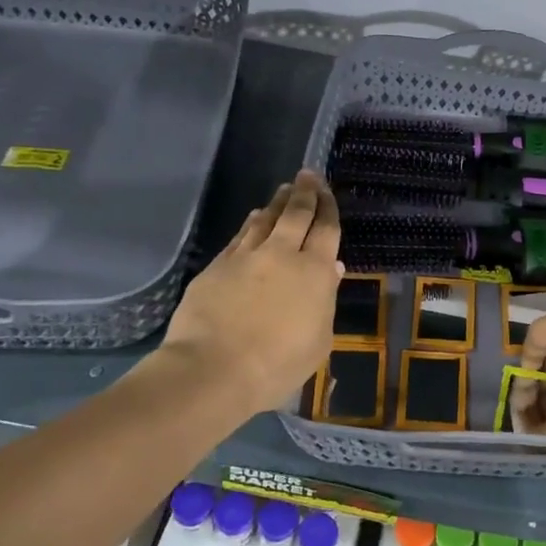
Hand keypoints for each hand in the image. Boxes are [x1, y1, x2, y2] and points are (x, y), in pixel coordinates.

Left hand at [152, 171, 341, 417]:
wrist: (214, 369)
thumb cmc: (277, 365)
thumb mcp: (318, 341)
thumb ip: (326, 301)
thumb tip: (332, 268)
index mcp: (315, 272)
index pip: (326, 229)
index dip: (329, 207)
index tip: (327, 191)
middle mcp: (283, 254)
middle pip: (297, 214)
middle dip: (305, 192)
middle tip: (308, 175)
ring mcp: (247, 256)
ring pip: (266, 219)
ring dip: (278, 202)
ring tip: (284, 190)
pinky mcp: (217, 265)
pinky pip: (240, 235)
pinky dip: (251, 222)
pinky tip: (254, 217)